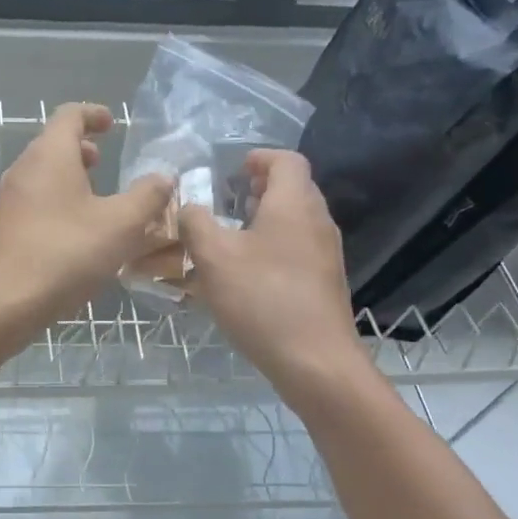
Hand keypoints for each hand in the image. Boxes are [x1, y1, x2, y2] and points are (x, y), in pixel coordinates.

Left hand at [0, 103, 172, 335]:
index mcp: (50, 155)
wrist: (2, 303)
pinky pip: (36, 204)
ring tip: (98, 202)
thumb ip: (147, 197)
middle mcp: (24, 170)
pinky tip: (78, 236)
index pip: (69, 115)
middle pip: (53, 145)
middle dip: (82, 150)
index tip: (112, 124)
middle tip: (106, 163)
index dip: (93, 114)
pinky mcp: (4, 230)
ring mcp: (9, 202)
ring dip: (71, 180)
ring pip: (43, 177)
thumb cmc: (65, 254)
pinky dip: (59, 205)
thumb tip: (162, 177)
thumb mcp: (121, 225)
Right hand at [180, 150, 367, 392]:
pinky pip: (298, 249)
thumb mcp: (214, 257)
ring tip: (232, 235)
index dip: (259, 157)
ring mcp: (326, 254)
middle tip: (228, 199)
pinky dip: (274, 246)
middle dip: (260, 188)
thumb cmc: (262, 298)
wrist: (315, 361)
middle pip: (294, 189)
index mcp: (294, 204)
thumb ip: (196, 223)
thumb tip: (190, 207)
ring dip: (265, 219)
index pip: (286, 160)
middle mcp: (317, 222)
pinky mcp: (325, 282)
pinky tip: (248, 273)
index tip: (233, 168)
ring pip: (296, 221)